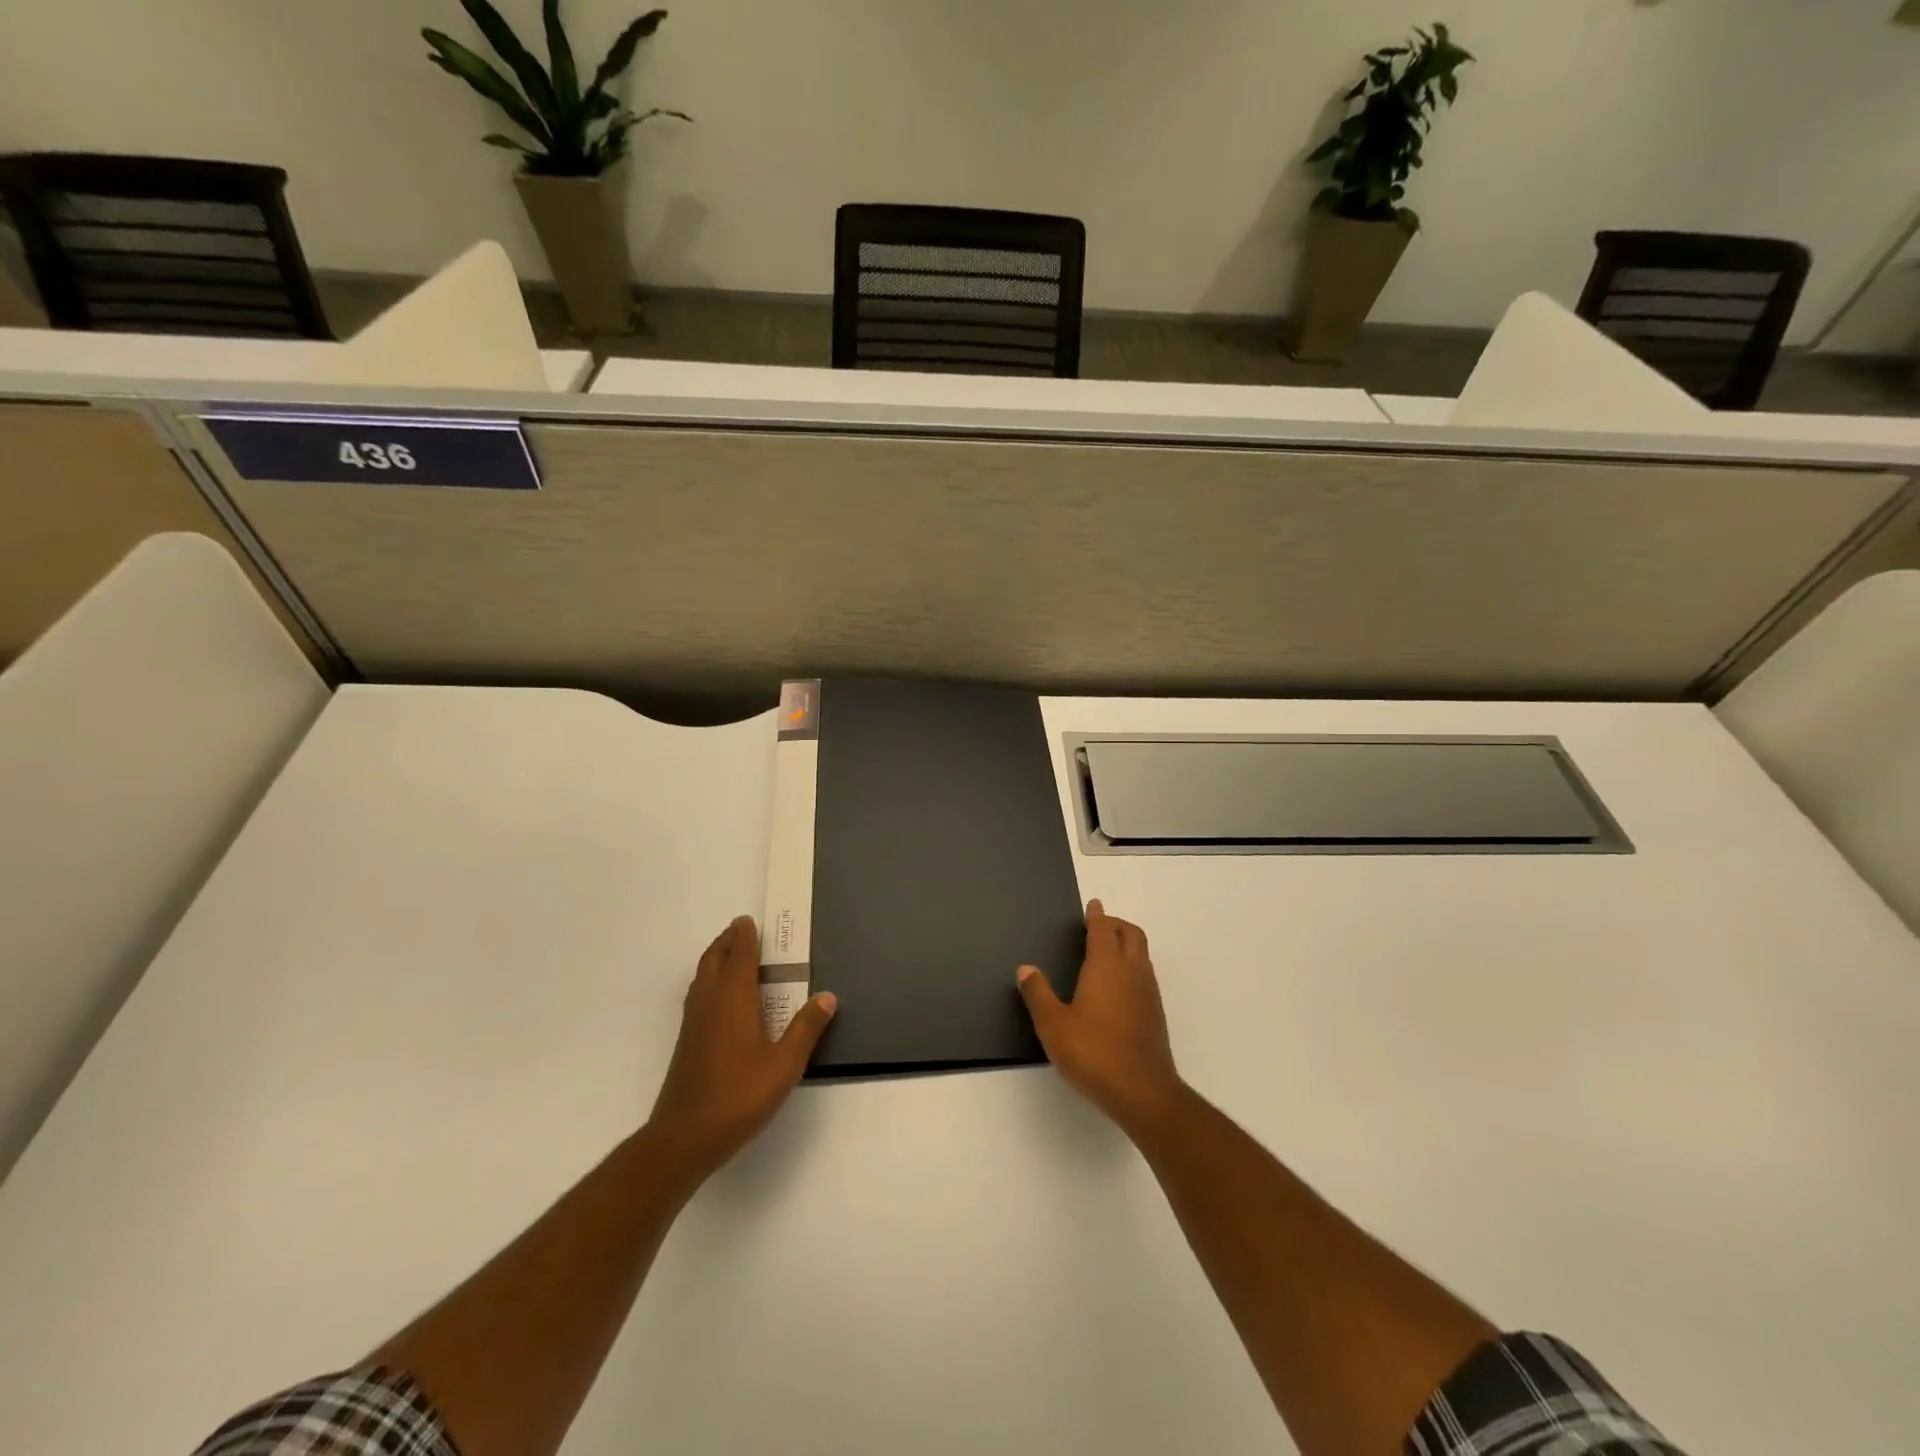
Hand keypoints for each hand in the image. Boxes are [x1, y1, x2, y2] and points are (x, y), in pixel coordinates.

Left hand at [648, 915, 836, 1180]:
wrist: (685, 1136)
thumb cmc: (739, 1094)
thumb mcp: (784, 1064)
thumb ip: (806, 1028)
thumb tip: (827, 996)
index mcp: (734, 999)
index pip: (739, 956)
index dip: (744, 937)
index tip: (747, 920)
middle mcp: (710, 1002)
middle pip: (714, 960)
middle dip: (727, 942)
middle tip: (741, 931)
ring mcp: (694, 1023)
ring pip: (702, 977)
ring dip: (715, 960)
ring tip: (731, 957)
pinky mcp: (687, 1042)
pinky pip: (698, 996)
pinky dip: (709, 982)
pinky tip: (720, 1001)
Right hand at [1017, 900, 1184, 1136]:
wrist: (1143, 1092)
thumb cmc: (1093, 1052)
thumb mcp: (1053, 1025)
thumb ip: (1038, 994)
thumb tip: (1025, 968)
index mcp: (1106, 966)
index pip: (1103, 930)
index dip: (1097, 915)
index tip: (1093, 905)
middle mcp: (1132, 972)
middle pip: (1131, 934)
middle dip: (1116, 924)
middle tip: (1099, 925)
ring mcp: (1148, 993)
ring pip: (1142, 955)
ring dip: (1127, 945)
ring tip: (1107, 954)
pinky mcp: (1156, 1014)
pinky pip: (1145, 976)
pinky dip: (1133, 968)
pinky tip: (1117, 988)